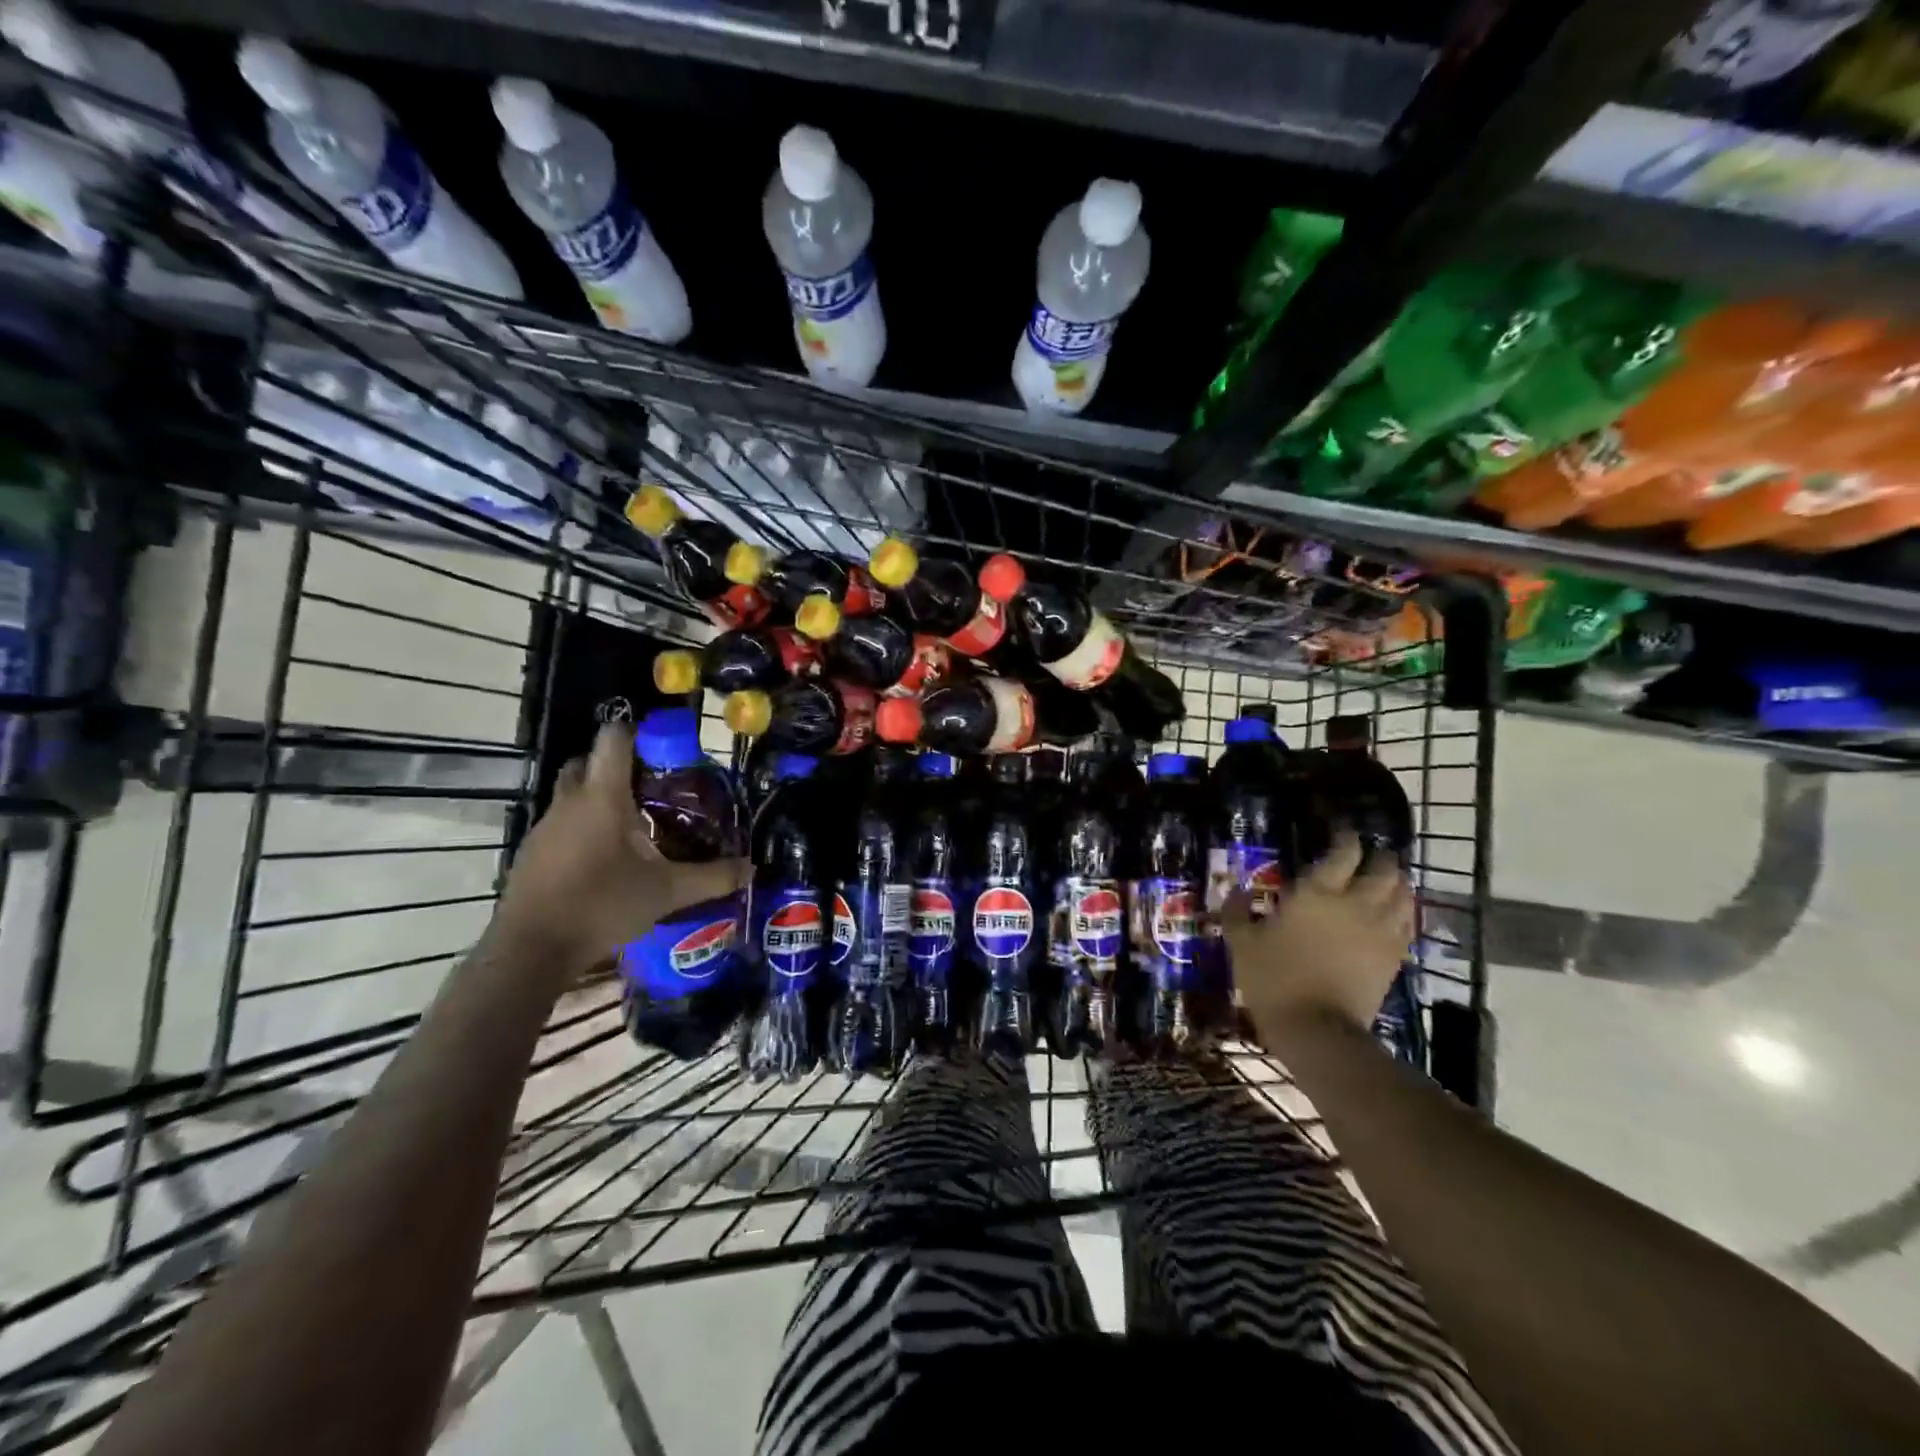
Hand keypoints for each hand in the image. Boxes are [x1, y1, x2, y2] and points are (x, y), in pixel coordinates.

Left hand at [493, 723, 746, 973]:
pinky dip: (583, 826)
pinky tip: (605, 858)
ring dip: (598, 798)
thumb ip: (712, 877)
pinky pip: (562, 823)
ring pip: (572, 794)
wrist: (532, 949)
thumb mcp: (667, 892)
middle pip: (587, 762)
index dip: (636, 731)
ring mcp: (545, 826)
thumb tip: (751, 869)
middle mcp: (570, 801)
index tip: (662, 745)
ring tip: (635, 823)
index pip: (613, 739)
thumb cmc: (602, 906)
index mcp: (603, 797)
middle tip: (650, 785)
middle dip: (615, 765)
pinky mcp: (533, 852)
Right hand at [1222, 832, 1414, 1043]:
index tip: (1342, 831)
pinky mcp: (1393, 957)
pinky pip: (1408, 924)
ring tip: (1388, 879)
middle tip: (1370, 854)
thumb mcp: (1242, 942)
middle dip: (1380, 856)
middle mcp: (1355, 903)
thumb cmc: (1273, 979)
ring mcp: (1380, 931)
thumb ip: (1237, 912)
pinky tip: (1396, 913)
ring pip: (1404, 894)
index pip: (1344, 852)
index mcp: (1317, 893)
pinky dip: (1405, 912)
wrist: (1316, 1029)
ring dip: (1398, 882)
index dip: (1346, 837)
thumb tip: (1235, 891)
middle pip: (1384, 869)